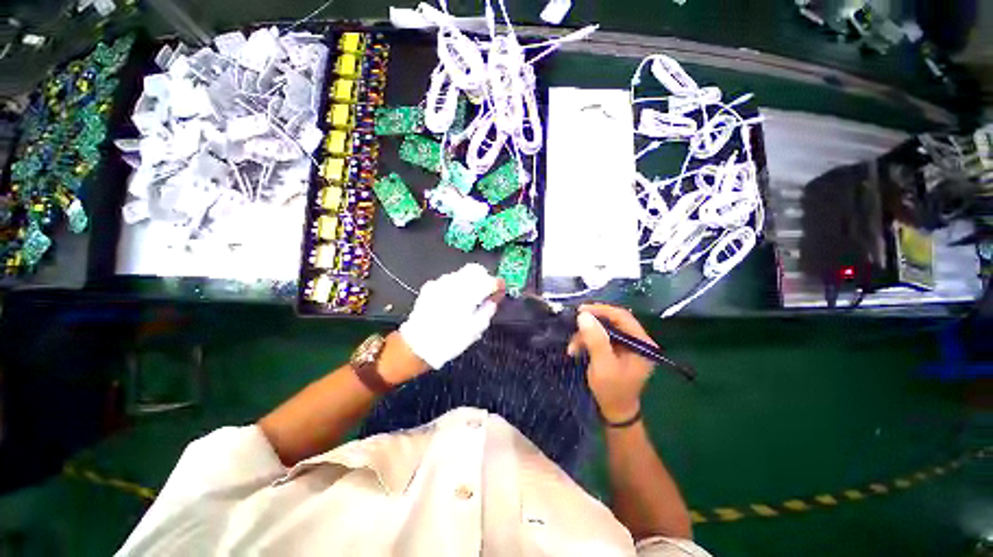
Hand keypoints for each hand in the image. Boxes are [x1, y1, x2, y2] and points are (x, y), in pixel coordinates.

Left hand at [399, 263, 503, 368]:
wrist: (417, 345)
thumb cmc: (449, 340)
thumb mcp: (475, 329)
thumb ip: (488, 310)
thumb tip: (494, 299)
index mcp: (467, 294)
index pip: (489, 281)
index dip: (498, 284)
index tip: (501, 290)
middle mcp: (453, 283)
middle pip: (476, 270)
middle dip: (484, 279)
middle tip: (486, 293)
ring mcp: (440, 283)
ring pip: (462, 273)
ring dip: (470, 282)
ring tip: (470, 298)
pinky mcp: (430, 286)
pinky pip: (449, 279)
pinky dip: (456, 286)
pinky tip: (454, 300)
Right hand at [567, 303, 654, 423]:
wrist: (614, 411)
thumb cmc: (612, 390)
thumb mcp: (603, 365)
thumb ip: (595, 339)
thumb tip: (583, 315)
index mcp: (642, 343)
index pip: (622, 316)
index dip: (601, 310)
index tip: (581, 310)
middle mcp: (637, 340)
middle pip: (613, 321)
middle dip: (591, 324)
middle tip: (574, 325)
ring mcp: (627, 345)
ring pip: (604, 328)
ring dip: (586, 335)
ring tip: (572, 347)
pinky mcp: (617, 349)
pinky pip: (601, 337)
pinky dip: (587, 341)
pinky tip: (576, 349)